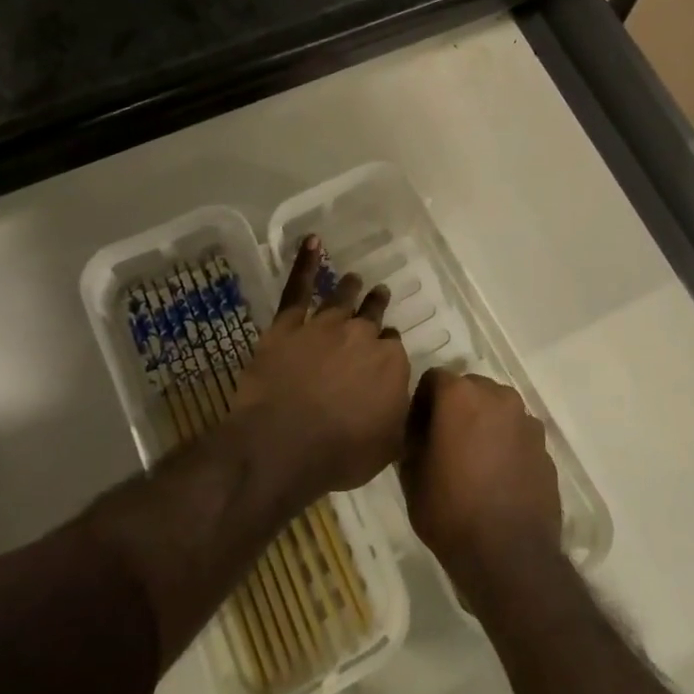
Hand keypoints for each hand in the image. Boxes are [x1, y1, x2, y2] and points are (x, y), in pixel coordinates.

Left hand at [232, 236, 411, 499]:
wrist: (285, 444)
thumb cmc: (341, 452)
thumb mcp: (389, 445)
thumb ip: (402, 415)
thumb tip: (409, 399)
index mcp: (390, 362)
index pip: (393, 347)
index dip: (387, 348)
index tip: (384, 350)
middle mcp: (361, 335)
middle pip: (372, 316)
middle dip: (376, 305)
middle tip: (379, 294)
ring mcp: (323, 326)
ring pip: (341, 298)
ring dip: (350, 288)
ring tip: (354, 278)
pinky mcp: (288, 326)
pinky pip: (298, 288)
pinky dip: (305, 263)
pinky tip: (312, 241)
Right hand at [401, 368, 562, 598]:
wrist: (510, 556)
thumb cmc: (451, 512)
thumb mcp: (411, 476)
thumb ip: (413, 439)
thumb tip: (419, 428)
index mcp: (460, 395)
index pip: (433, 379)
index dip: (421, 403)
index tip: (417, 431)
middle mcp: (497, 395)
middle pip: (469, 388)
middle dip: (455, 408)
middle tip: (445, 443)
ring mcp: (526, 419)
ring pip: (496, 409)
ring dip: (483, 424)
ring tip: (475, 462)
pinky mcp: (545, 445)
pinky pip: (517, 433)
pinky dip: (506, 444)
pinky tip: (499, 477)